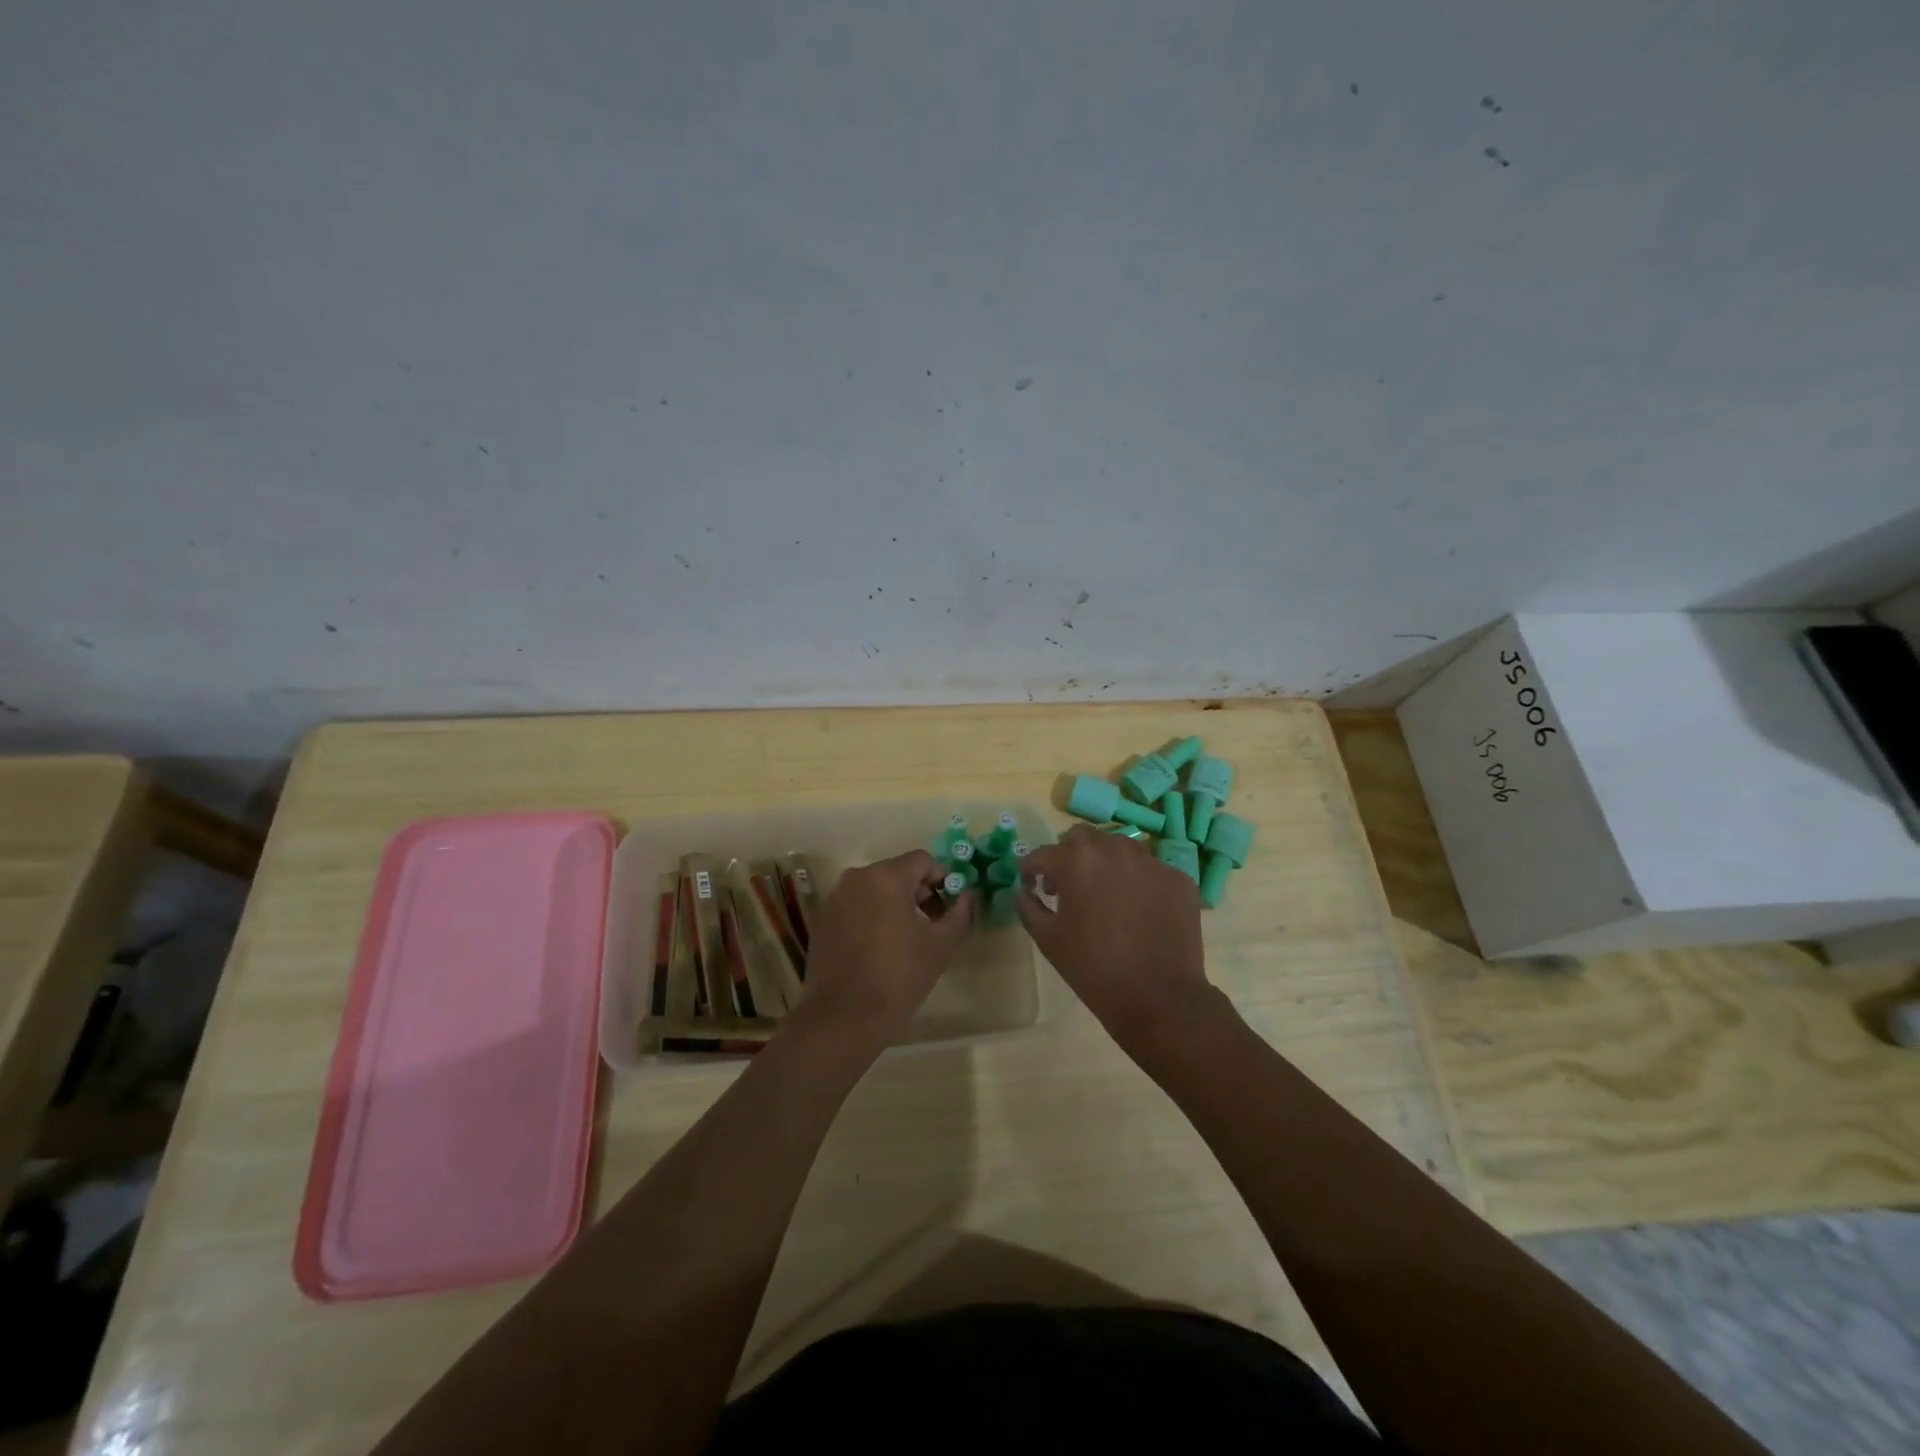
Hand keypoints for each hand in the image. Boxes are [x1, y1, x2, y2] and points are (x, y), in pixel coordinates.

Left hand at [792, 850, 973, 1047]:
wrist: (843, 1018)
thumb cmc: (898, 977)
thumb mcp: (940, 946)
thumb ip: (959, 914)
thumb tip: (967, 896)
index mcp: (885, 877)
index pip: (923, 860)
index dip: (943, 879)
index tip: (951, 907)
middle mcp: (856, 878)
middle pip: (897, 872)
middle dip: (920, 893)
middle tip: (934, 925)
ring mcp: (835, 899)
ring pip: (875, 889)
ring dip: (896, 905)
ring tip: (908, 939)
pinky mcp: (822, 921)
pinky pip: (856, 906)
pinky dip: (872, 917)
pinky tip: (880, 949)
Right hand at [1017, 825, 1213, 1048]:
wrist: (1158, 997)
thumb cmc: (1093, 968)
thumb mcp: (1048, 940)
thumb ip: (1028, 907)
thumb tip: (1023, 891)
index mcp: (1077, 861)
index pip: (1044, 853)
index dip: (1031, 867)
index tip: (1030, 882)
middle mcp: (1114, 850)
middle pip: (1083, 838)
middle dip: (1068, 855)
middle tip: (1067, 884)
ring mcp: (1151, 862)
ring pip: (1119, 847)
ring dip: (1104, 862)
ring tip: (1104, 894)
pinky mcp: (1178, 879)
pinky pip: (1149, 870)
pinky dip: (1137, 882)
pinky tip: (1137, 910)